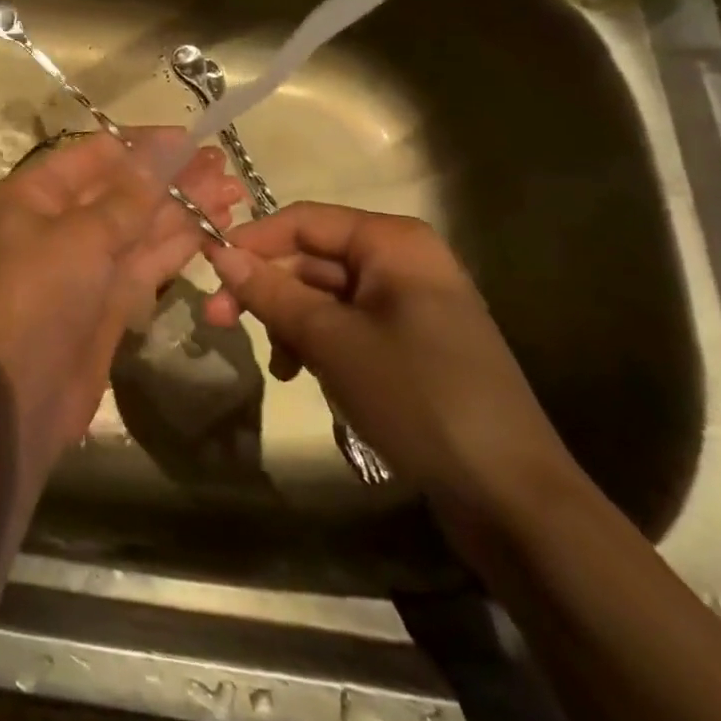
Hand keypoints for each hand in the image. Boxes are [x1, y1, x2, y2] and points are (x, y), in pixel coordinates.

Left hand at [0, 129, 241, 475]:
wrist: (24, 393)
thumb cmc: (42, 296)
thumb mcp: (84, 236)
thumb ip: (130, 194)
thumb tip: (166, 148)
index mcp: (34, 194)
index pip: (95, 155)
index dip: (143, 145)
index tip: (191, 139)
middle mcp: (57, 220)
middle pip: (121, 189)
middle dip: (171, 177)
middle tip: (222, 165)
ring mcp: (85, 260)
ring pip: (139, 224)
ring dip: (183, 208)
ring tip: (233, 192)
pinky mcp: (108, 295)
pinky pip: (145, 258)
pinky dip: (177, 242)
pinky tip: (214, 225)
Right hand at [203, 203, 577, 523]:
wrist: (513, 500)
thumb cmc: (417, 398)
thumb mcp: (331, 341)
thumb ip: (271, 291)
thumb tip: (217, 253)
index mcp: (392, 242)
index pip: (302, 221)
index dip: (251, 242)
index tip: (208, 273)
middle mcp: (402, 260)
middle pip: (311, 258)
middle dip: (267, 290)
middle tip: (218, 322)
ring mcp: (409, 304)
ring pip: (324, 294)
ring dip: (289, 322)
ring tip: (275, 365)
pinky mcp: (411, 344)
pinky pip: (347, 325)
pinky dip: (317, 343)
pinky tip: (301, 375)